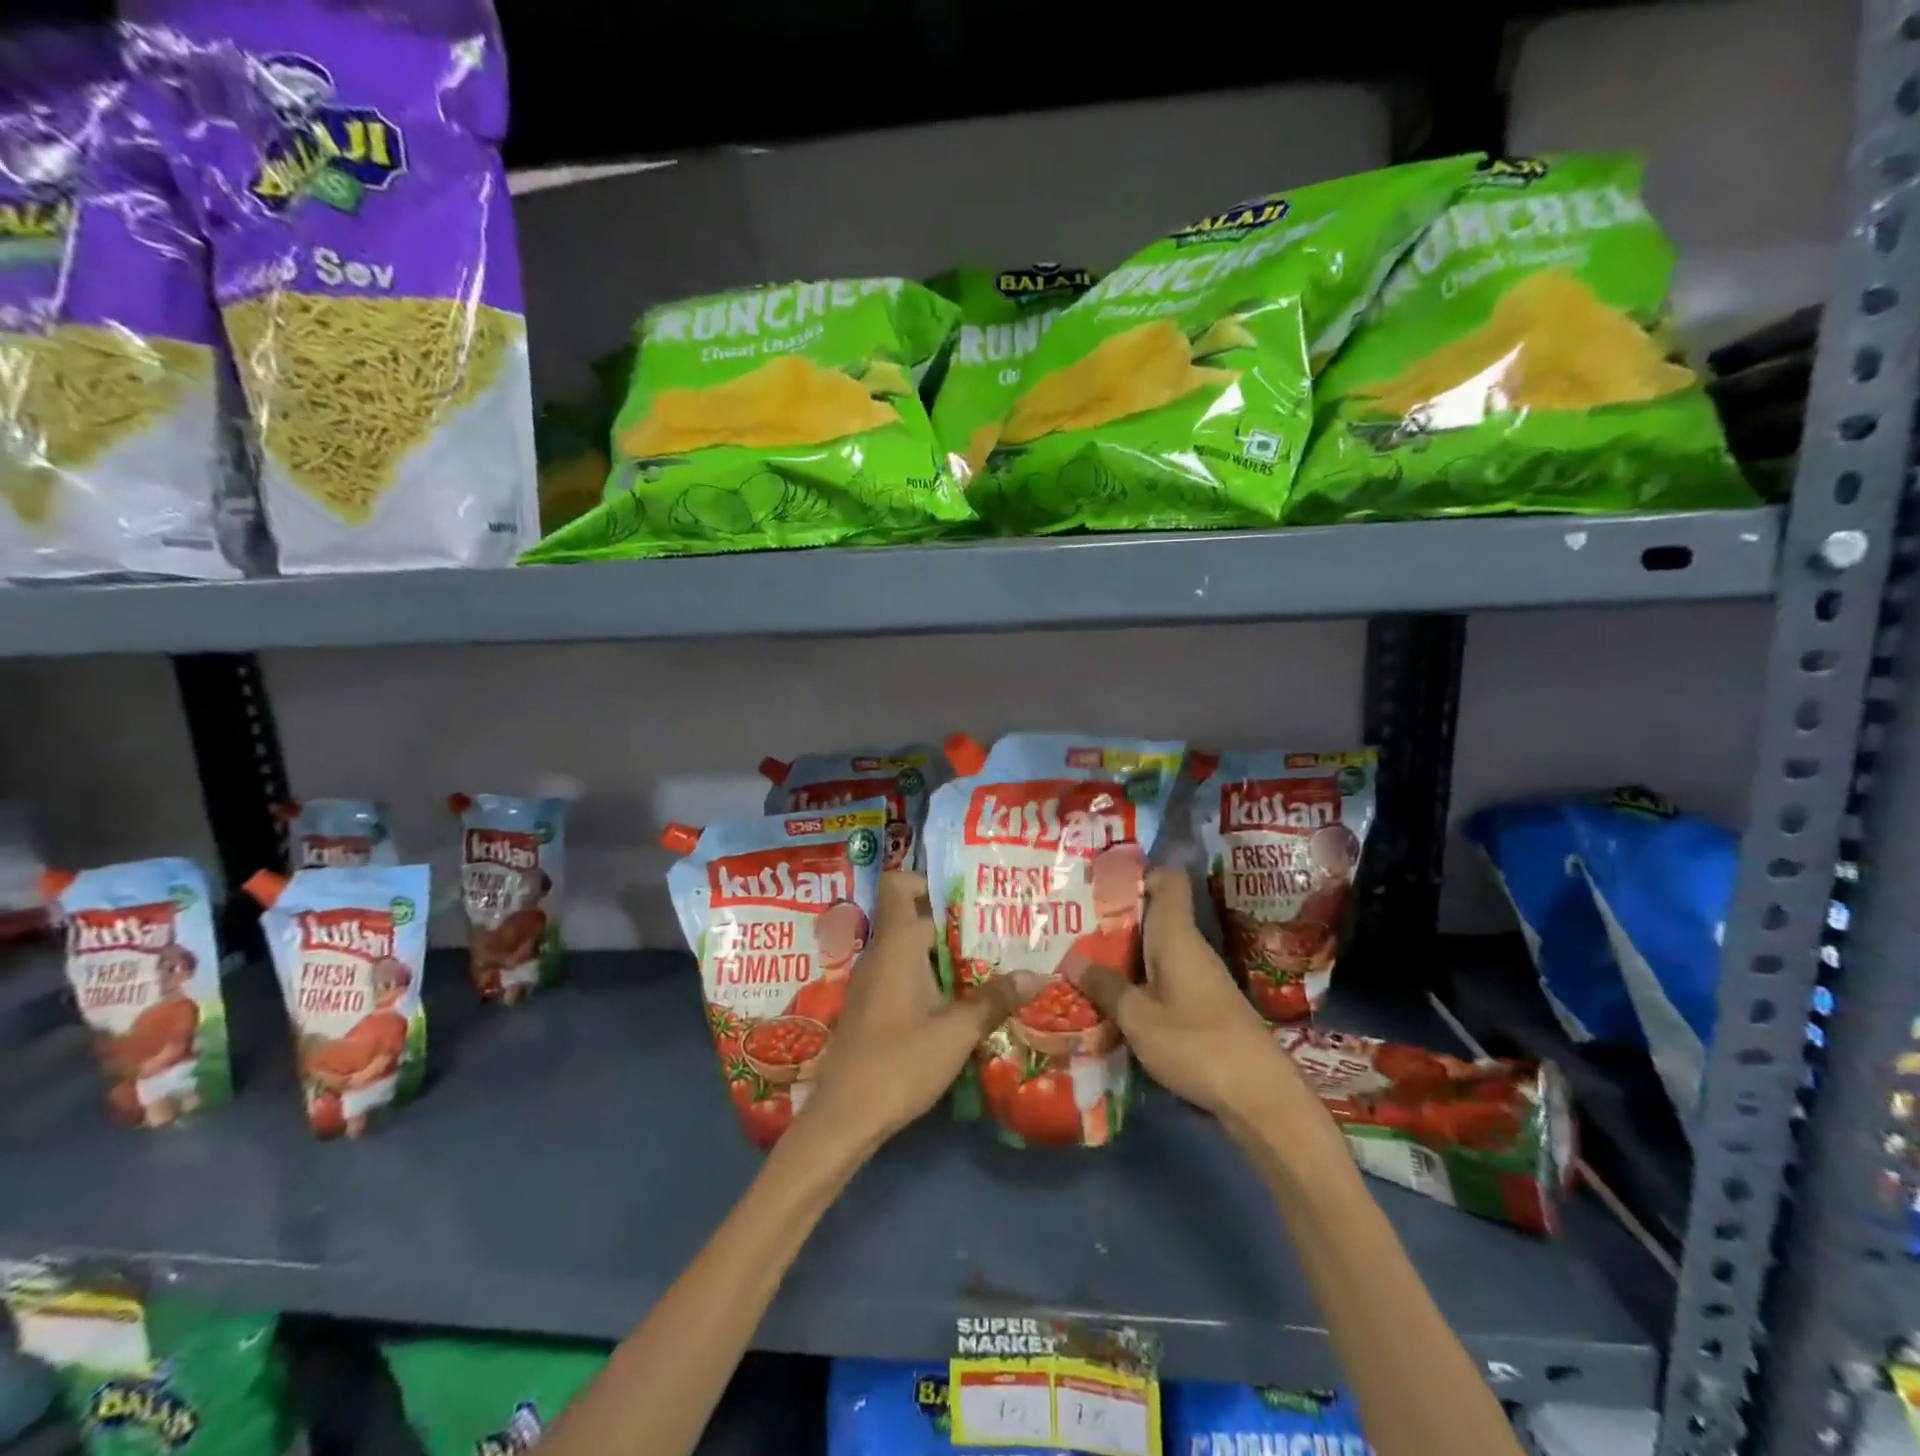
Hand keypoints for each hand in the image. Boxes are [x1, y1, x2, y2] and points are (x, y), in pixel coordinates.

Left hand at [797, 872, 1022, 1151]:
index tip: (967, 896)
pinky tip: (959, 1001)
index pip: (899, 885)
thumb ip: (995, 999)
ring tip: (988, 964)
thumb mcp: (956, 1032)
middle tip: (997, 931)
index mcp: (896, 944)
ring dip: (944, 954)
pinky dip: (929, 977)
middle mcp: (880, 953)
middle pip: (913, 917)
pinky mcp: (871, 1008)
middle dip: (954, 923)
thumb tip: (1038, 975)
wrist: (843, 1117)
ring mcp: (871, 982)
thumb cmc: (899, 1062)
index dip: (928, 880)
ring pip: (910, 950)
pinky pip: (902, 974)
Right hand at [1066, 869, 1322, 1132]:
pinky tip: (1114, 1000)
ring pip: (1156, 949)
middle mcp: (1190, 946)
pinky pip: (1165, 976)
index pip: (1166, 879)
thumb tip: (1073, 959)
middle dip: (1115, 919)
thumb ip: (1105, 986)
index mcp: (1176, 934)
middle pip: (1153, 915)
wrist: (1260, 1096)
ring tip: (1082, 961)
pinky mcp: (1205, 1004)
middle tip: (1072, 926)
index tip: (1099, 885)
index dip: (1136, 874)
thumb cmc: (1196, 1043)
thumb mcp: (1138, 1018)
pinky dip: (1140, 981)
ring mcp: (1200, 976)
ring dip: (1124, 954)